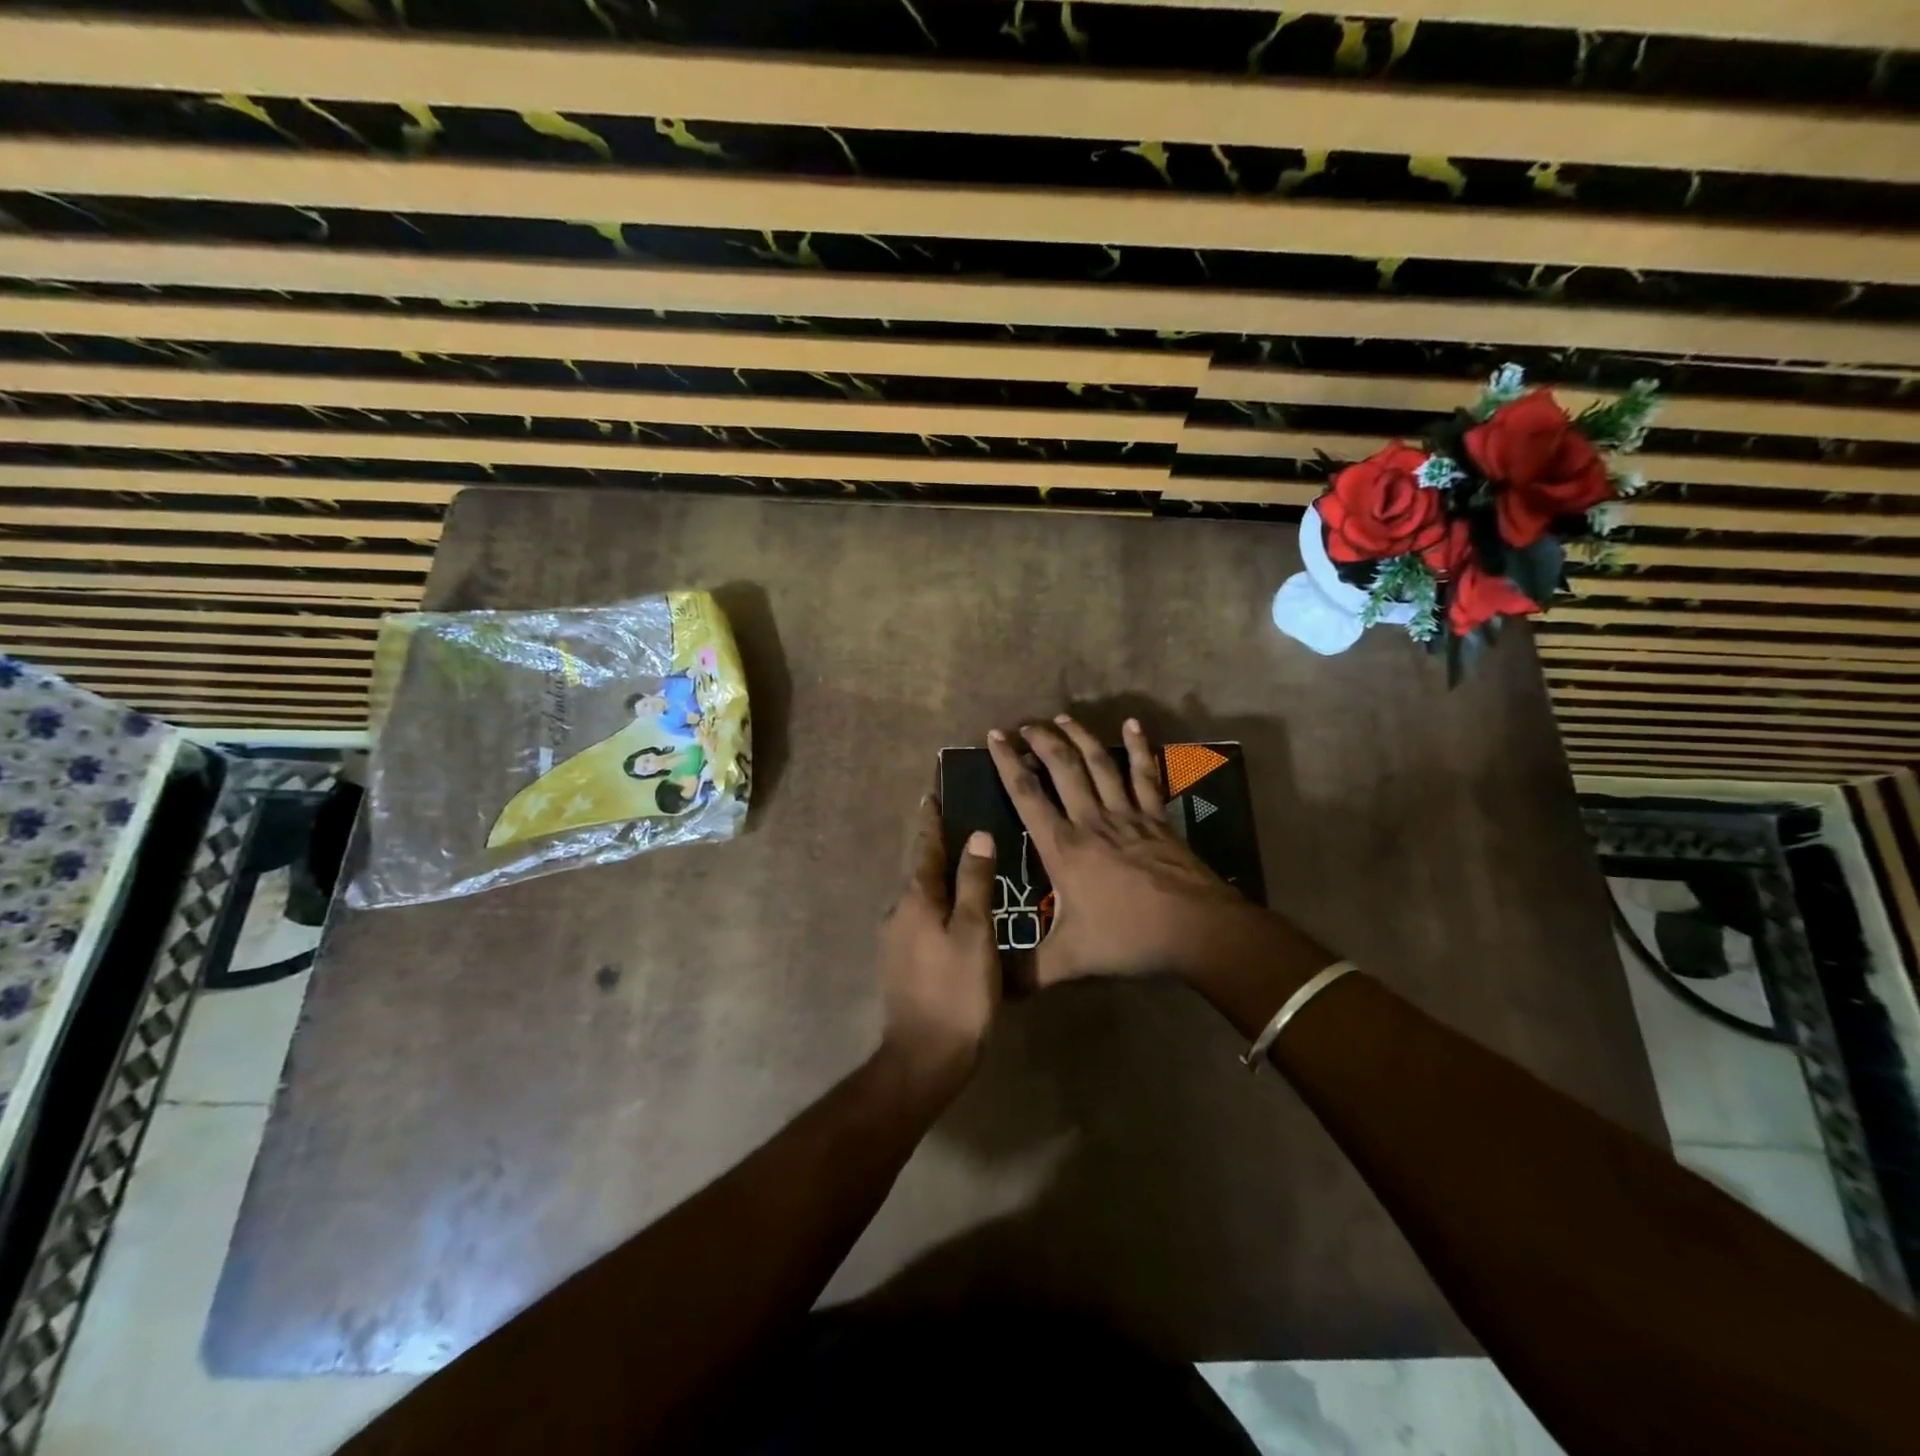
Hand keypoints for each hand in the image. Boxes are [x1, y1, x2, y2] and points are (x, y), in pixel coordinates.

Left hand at [877, 797, 999, 1083]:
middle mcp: (899, 913)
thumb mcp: (975, 933)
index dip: (931, 822)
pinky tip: (961, 916)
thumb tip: (977, 836)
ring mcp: (897, 941)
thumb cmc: (956, 991)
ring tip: (969, 870)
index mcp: (916, 900)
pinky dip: (941, 908)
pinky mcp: (903, 964)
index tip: (932, 795)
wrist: (924, 1058)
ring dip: (941, 881)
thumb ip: (975, 883)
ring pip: (923, 899)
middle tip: (963, 828)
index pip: (925, 848)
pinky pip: (924, 922)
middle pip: (922, 872)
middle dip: (938, 849)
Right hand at [988, 716, 1335, 1007]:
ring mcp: (1128, 815)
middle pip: (1062, 769)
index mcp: (1064, 848)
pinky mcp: (1157, 818)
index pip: (1027, 795)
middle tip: (1025, 724)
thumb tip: (990, 991)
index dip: (1008, 763)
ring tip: (1063, 718)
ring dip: (1080, 738)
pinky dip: (1138, 748)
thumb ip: (1028, 972)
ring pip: (1099, 764)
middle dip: (1041, 742)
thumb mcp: (1071, 960)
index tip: (995, 736)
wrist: (1198, 930)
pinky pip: (1145, 775)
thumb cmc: (1129, 939)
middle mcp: (1092, 821)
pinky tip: (1133, 724)